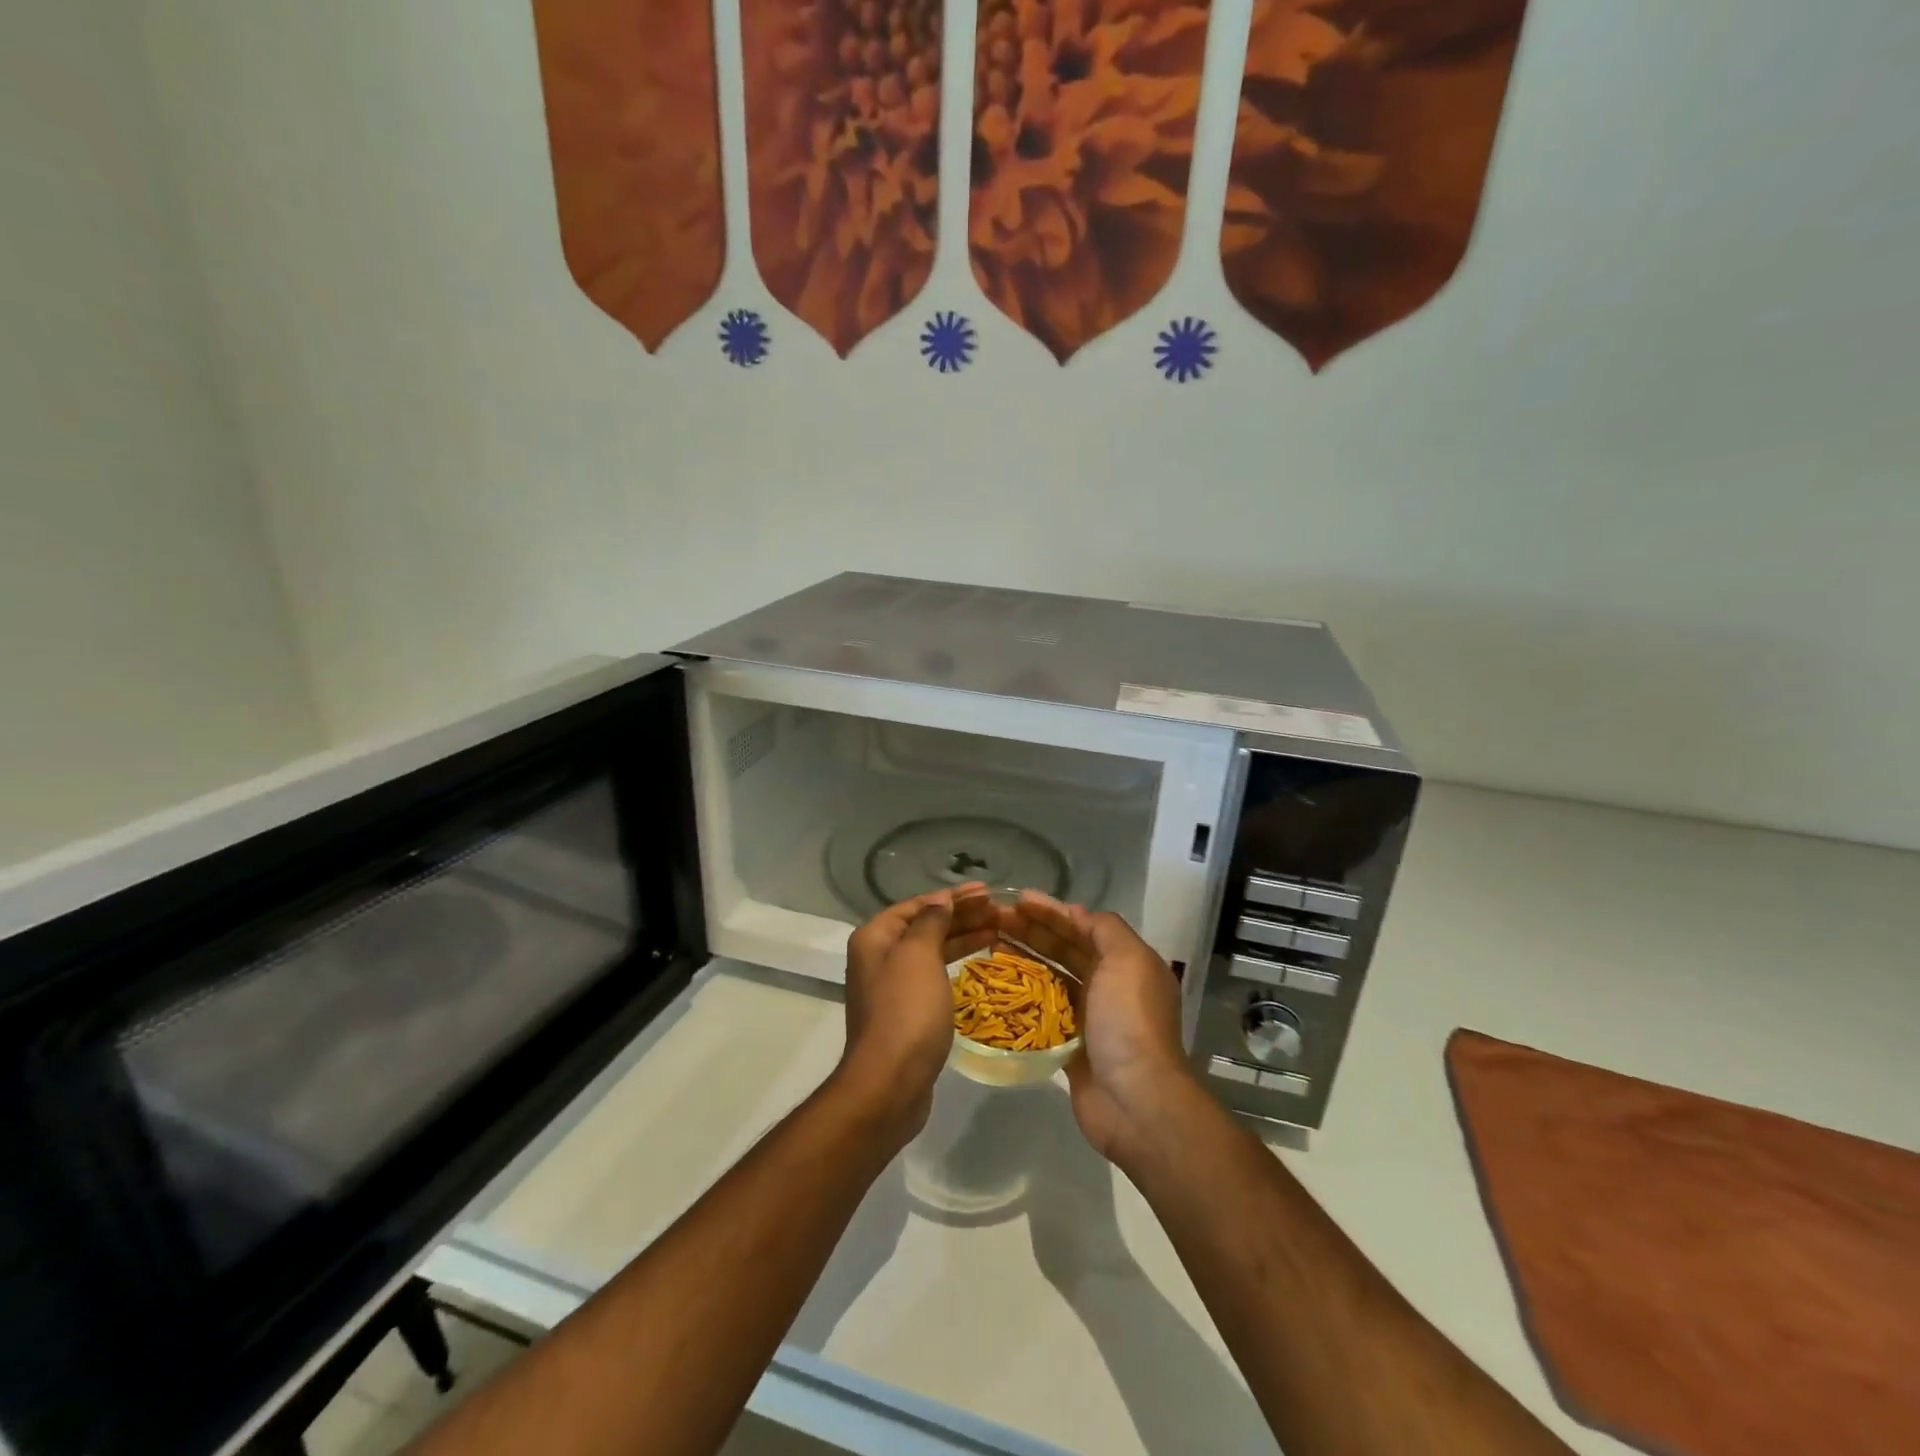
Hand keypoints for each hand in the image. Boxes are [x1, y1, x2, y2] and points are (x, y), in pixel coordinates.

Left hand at [837, 884, 995, 1139]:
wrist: (889, 1083)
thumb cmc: (905, 1011)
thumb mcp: (918, 956)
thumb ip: (931, 922)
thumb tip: (940, 901)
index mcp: (875, 938)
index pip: (917, 905)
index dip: (952, 896)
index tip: (986, 892)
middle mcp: (879, 957)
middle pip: (925, 926)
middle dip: (961, 915)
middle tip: (999, 911)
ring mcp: (892, 987)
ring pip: (932, 951)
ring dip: (963, 938)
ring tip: (998, 930)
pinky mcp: (907, 1012)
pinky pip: (935, 975)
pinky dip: (957, 963)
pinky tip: (980, 962)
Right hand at [998, 892, 1193, 1163]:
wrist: (1136, 1100)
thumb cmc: (1129, 1021)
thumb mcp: (1127, 960)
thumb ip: (1104, 929)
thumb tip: (1075, 914)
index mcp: (1127, 963)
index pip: (1084, 927)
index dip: (1052, 911)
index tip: (1017, 900)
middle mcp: (1109, 986)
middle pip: (1064, 949)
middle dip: (1031, 931)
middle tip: (994, 919)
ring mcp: (1089, 1017)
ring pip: (1050, 979)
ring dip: (1023, 960)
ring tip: (989, 946)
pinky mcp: (1069, 1046)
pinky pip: (1041, 1014)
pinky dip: (1022, 999)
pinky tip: (996, 987)